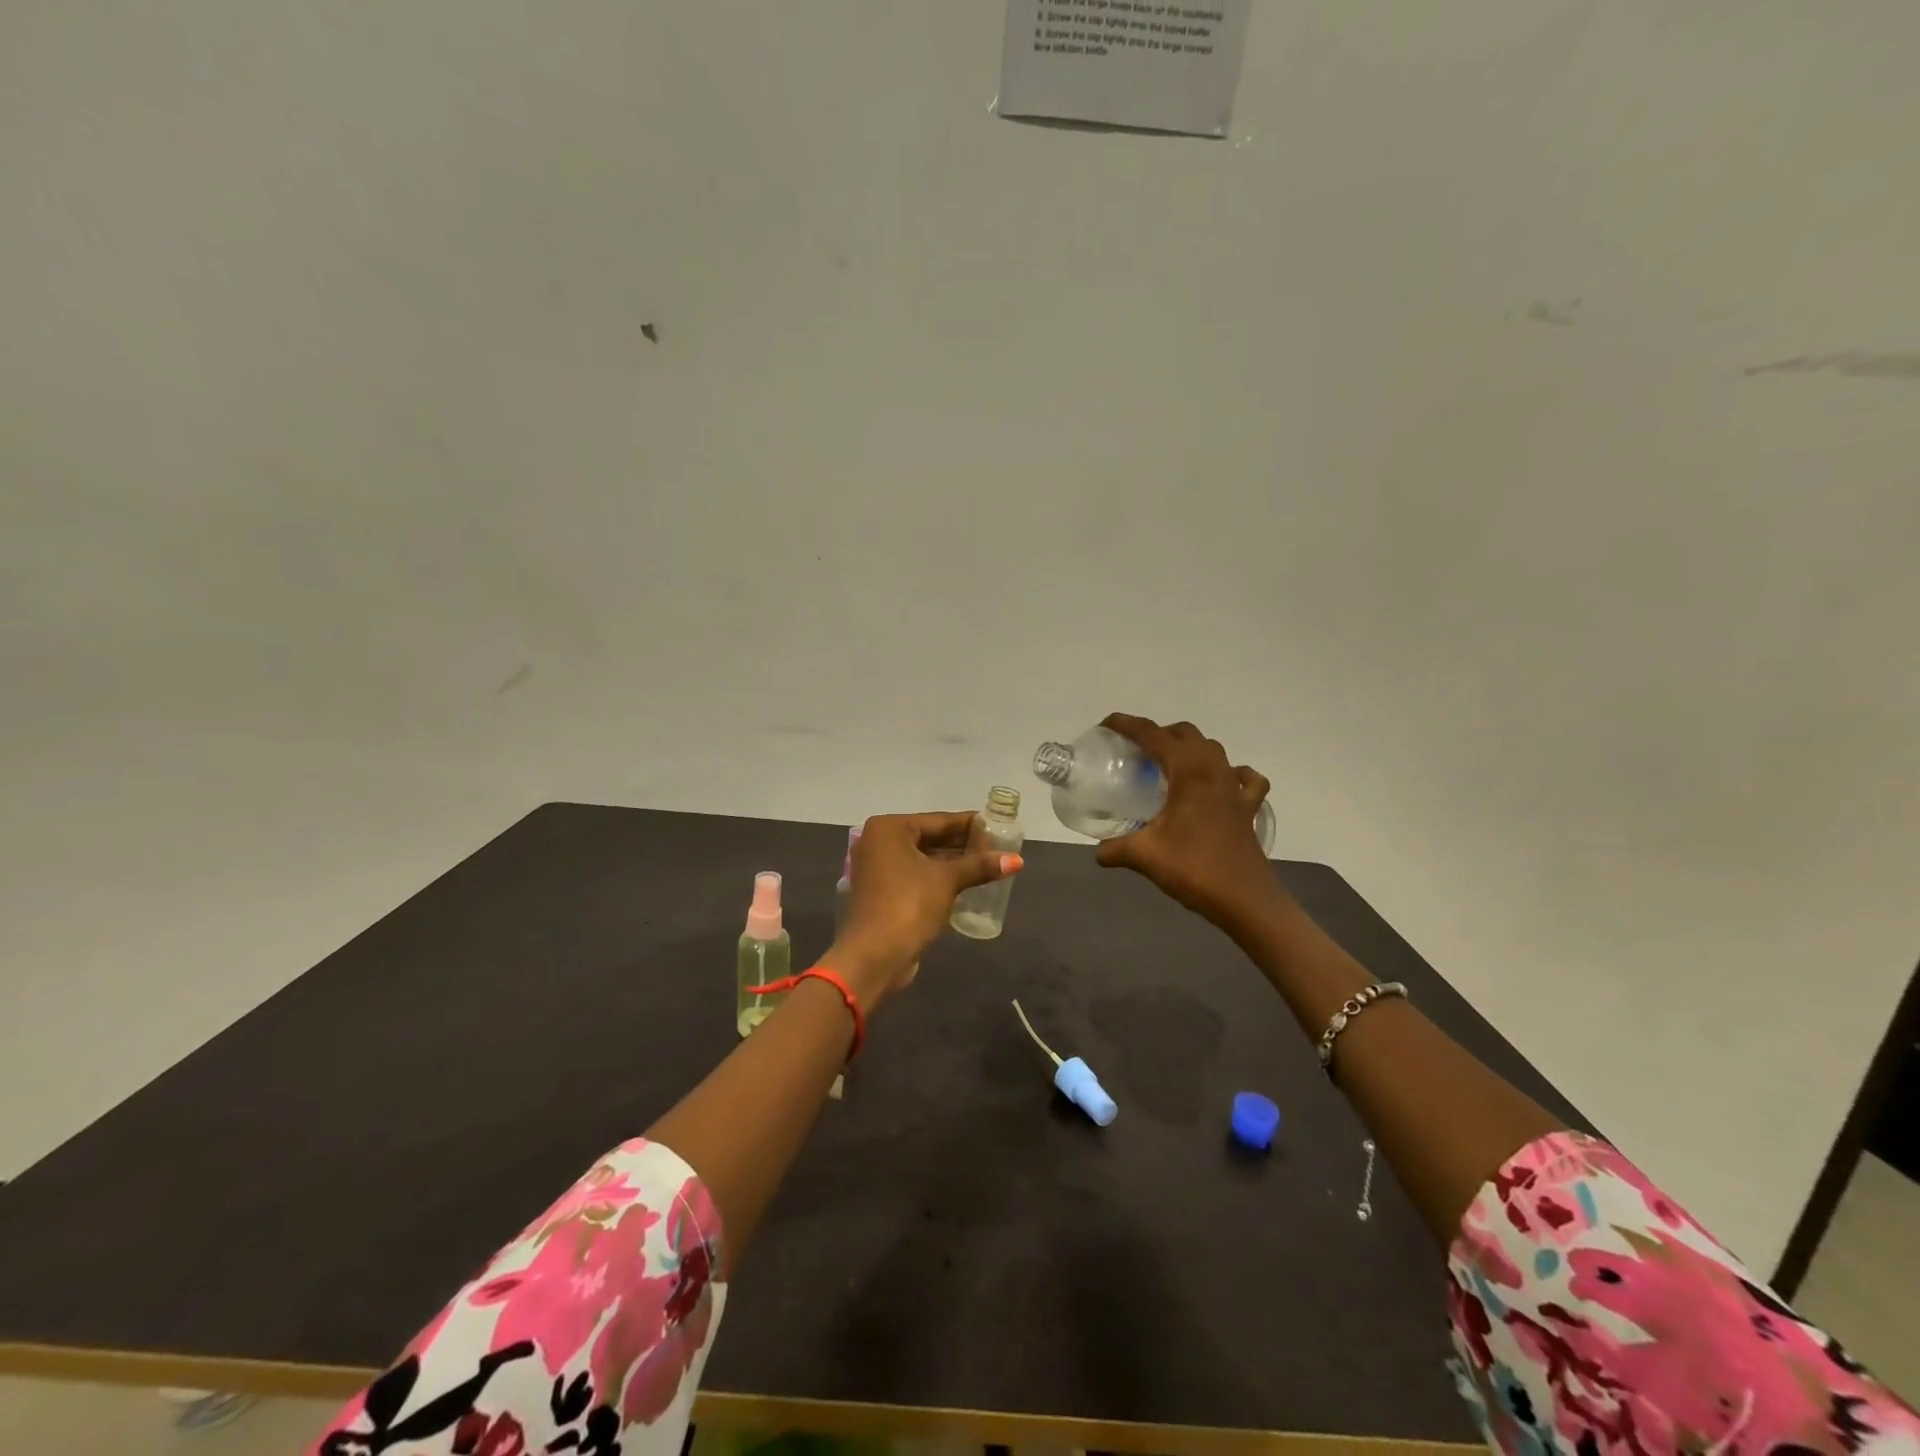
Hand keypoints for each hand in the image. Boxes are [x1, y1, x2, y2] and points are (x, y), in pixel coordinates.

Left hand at [828, 811, 1022, 1006]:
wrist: (875, 956)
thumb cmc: (908, 905)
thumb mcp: (947, 880)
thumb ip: (980, 865)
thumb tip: (1017, 860)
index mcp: (889, 829)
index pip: (938, 820)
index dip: (969, 824)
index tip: (996, 824)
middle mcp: (878, 842)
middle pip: (929, 838)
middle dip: (962, 844)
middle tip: (996, 846)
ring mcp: (877, 868)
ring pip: (923, 858)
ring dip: (952, 862)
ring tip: (987, 864)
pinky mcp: (882, 892)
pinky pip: (916, 875)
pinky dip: (938, 877)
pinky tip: (965, 882)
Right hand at [1093, 713, 1278, 929]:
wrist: (1245, 900)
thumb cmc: (1194, 869)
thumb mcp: (1144, 856)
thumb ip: (1116, 848)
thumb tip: (1098, 852)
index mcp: (1189, 771)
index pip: (1152, 734)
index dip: (1126, 725)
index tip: (1105, 726)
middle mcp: (1214, 769)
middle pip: (1184, 733)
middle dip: (1157, 734)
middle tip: (1134, 752)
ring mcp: (1235, 787)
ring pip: (1212, 749)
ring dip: (1188, 748)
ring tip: (1166, 766)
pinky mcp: (1248, 807)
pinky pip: (1244, 777)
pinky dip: (1230, 773)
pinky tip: (1220, 784)